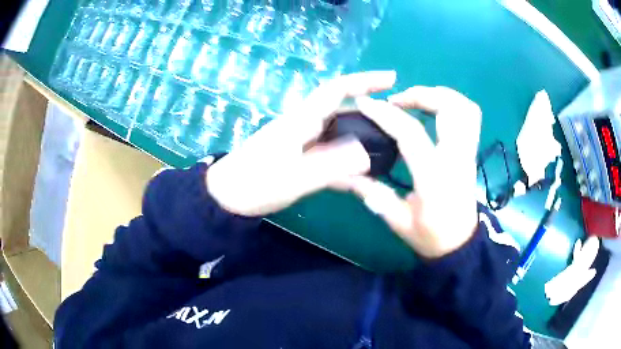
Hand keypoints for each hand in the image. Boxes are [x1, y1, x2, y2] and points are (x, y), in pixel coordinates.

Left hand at [205, 71, 396, 216]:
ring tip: (389, 148)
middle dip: (371, 111)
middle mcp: (304, 125)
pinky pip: (330, 154)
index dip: (365, 81)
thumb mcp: (293, 178)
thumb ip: (331, 166)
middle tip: (399, 122)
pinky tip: (363, 176)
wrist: (225, 197)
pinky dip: (348, 162)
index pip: (337, 90)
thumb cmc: (254, 184)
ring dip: (363, 138)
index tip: (391, 80)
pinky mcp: (300, 158)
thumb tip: (368, 154)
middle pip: (343, 110)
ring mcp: (302, 142)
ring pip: (339, 134)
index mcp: (301, 120)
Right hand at [345, 87, 481, 258]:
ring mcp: (468, 153)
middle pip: (450, 109)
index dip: (385, 114)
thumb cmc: (431, 237)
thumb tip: (345, 174)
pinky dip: (452, 104)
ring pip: (465, 108)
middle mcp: (457, 158)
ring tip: (416, 100)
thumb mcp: (398, 221)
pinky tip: (433, 110)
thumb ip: (374, 194)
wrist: (460, 245)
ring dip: (440, 95)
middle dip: (421, 94)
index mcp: (435, 177)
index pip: (411, 133)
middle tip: (397, 100)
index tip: (365, 103)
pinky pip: (469, 117)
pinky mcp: (471, 152)